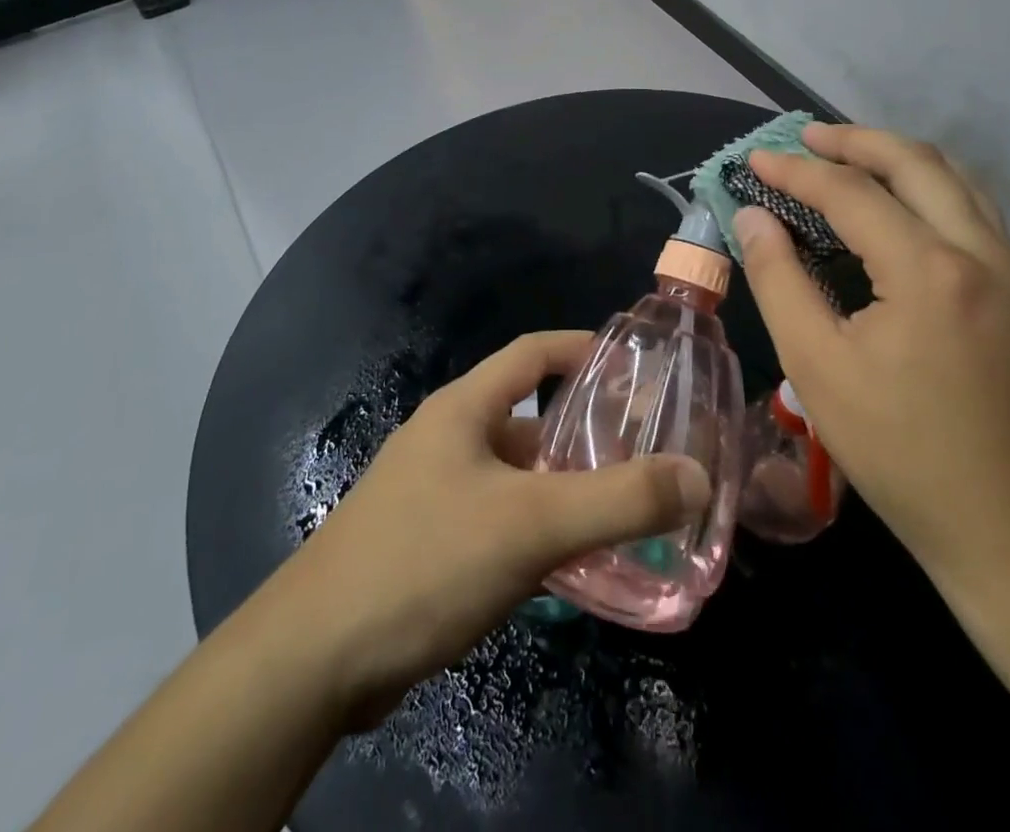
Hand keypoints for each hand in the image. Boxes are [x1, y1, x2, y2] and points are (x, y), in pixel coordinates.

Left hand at [271, 330, 710, 725]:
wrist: (313, 660)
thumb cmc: (425, 560)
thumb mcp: (531, 524)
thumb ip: (618, 500)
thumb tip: (696, 476)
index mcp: (464, 408)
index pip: (532, 352)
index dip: (583, 348)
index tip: (635, 367)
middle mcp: (446, 438)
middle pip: (528, 418)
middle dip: (583, 434)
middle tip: (642, 456)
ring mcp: (431, 492)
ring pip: (514, 476)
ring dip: (561, 491)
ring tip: (618, 516)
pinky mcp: (424, 543)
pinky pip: (496, 520)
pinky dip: (535, 532)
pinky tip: (566, 571)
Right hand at [734, 124, 1009, 589]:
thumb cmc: (906, 455)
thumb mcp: (819, 370)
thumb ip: (779, 282)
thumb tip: (752, 219)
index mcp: (928, 269)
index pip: (850, 192)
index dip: (795, 171)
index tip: (754, 159)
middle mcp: (980, 252)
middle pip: (914, 163)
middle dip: (854, 141)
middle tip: (804, 137)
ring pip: (955, 181)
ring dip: (896, 158)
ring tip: (848, 156)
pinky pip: (973, 211)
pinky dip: (928, 188)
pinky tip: (900, 208)